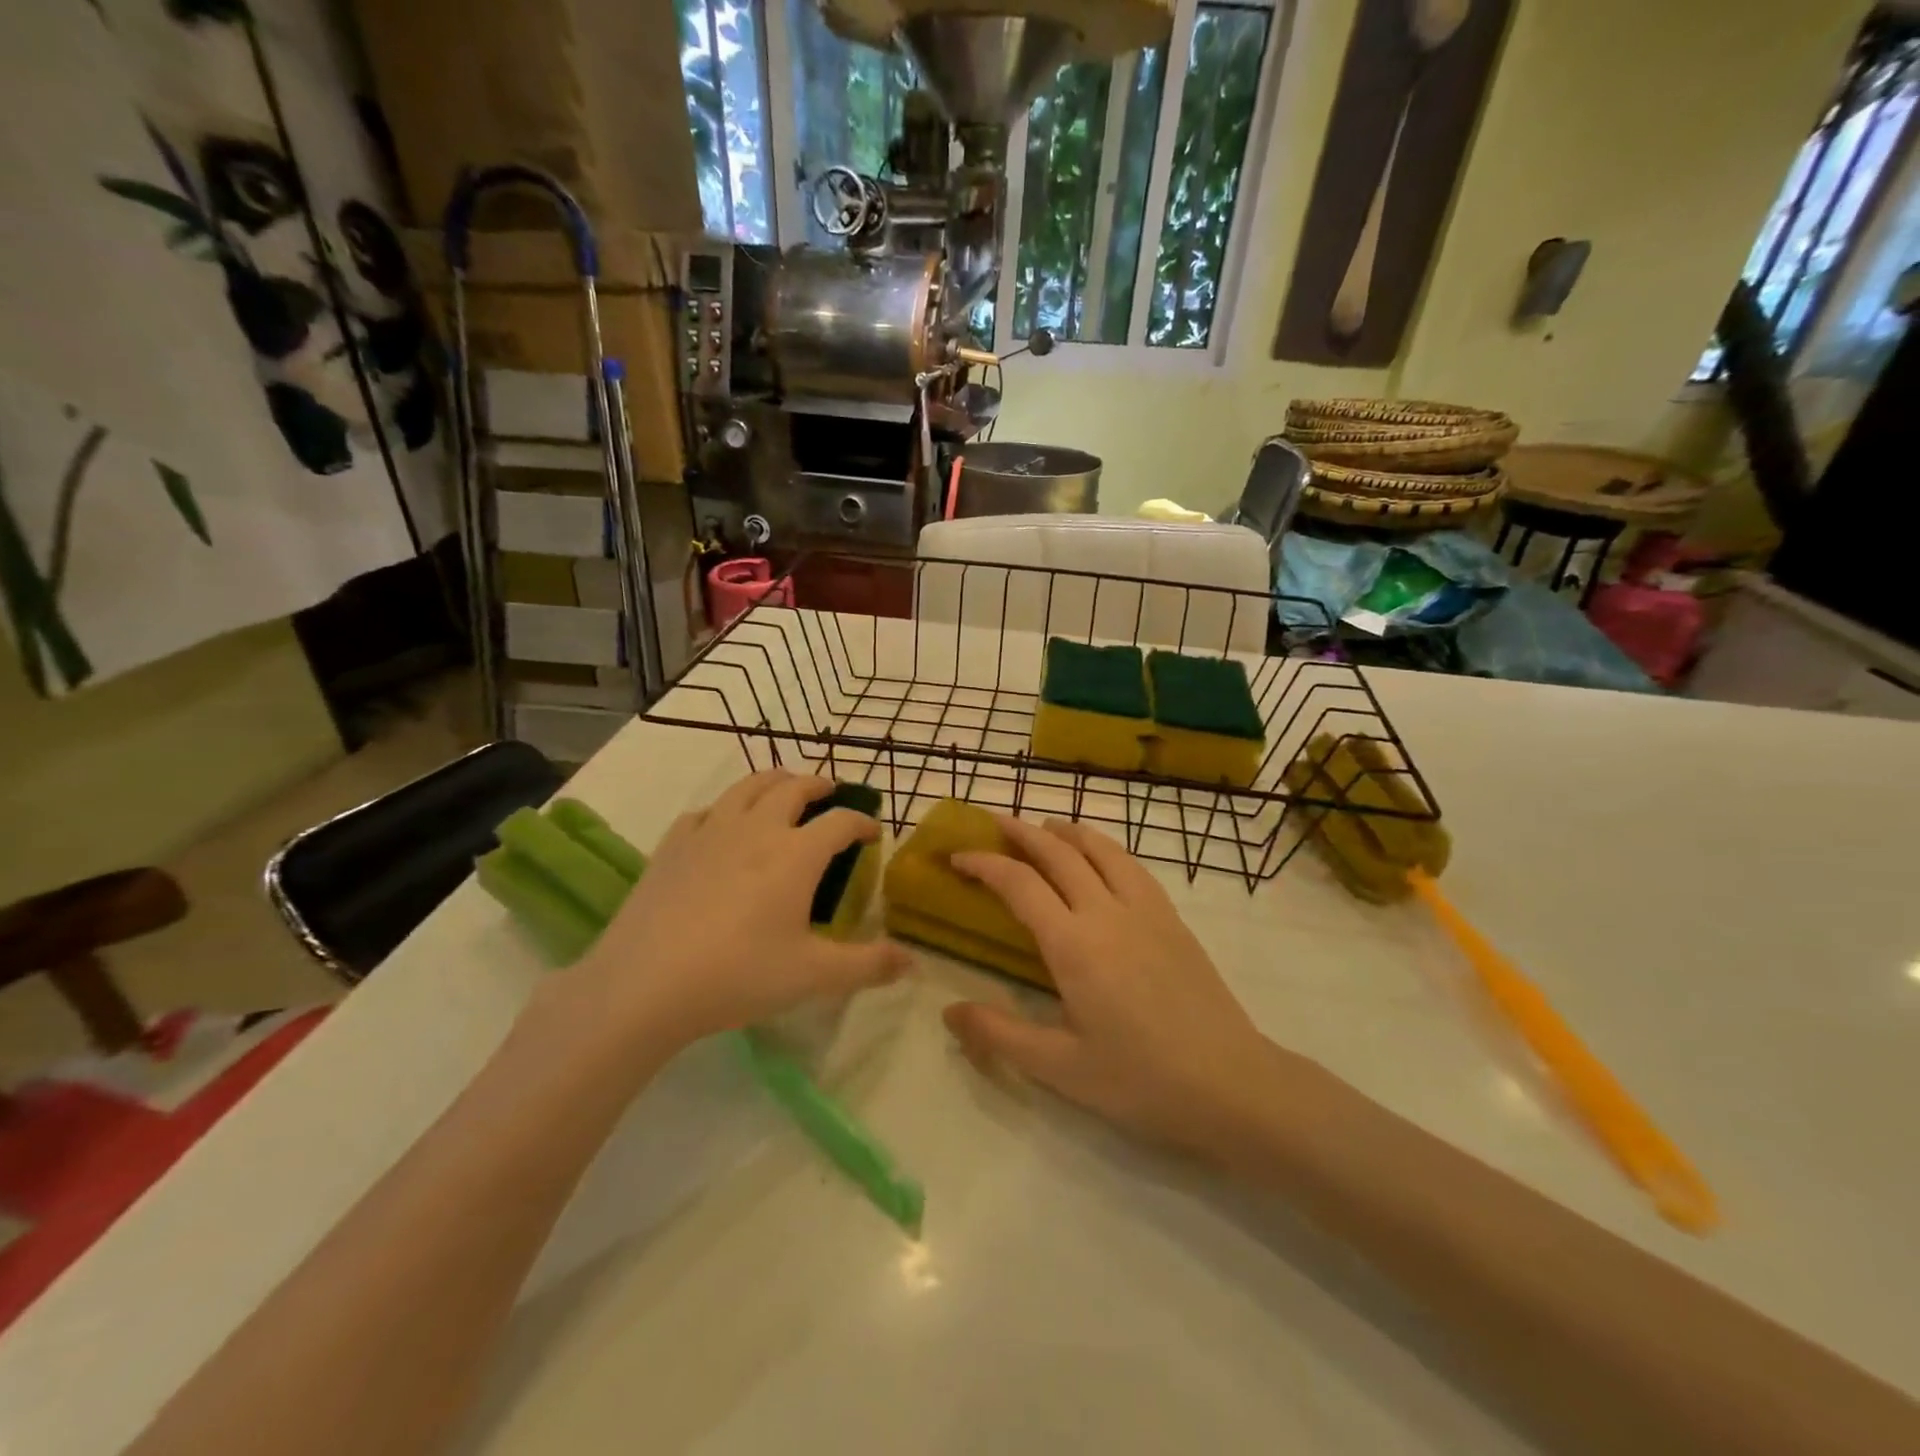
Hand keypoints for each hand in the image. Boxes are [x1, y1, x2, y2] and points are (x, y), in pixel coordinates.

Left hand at [564, 771, 909, 1054]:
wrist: (644, 984)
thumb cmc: (738, 975)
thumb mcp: (812, 975)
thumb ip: (868, 965)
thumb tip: (913, 962)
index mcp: (797, 853)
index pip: (840, 821)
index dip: (863, 822)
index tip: (874, 831)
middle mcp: (757, 829)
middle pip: (794, 788)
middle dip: (819, 785)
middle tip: (831, 793)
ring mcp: (711, 832)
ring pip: (748, 787)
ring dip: (774, 781)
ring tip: (784, 788)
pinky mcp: (673, 845)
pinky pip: (706, 811)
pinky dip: (726, 808)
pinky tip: (723, 824)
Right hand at [942, 817, 1284, 1161]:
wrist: (1231, 1083)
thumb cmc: (1140, 1079)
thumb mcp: (1060, 1068)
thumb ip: (999, 1035)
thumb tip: (949, 1012)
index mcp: (1074, 945)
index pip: (1019, 884)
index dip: (985, 863)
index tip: (959, 856)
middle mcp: (1107, 912)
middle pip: (1059, 853)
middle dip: (1022, 832)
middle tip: (994, 822)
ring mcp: (1146, 910)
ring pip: (1101, 849)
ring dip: (1067, 830)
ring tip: (1045, 826)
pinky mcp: (1172, 919)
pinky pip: (1132, 865)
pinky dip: (1105, 848)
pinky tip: (1101, 858)